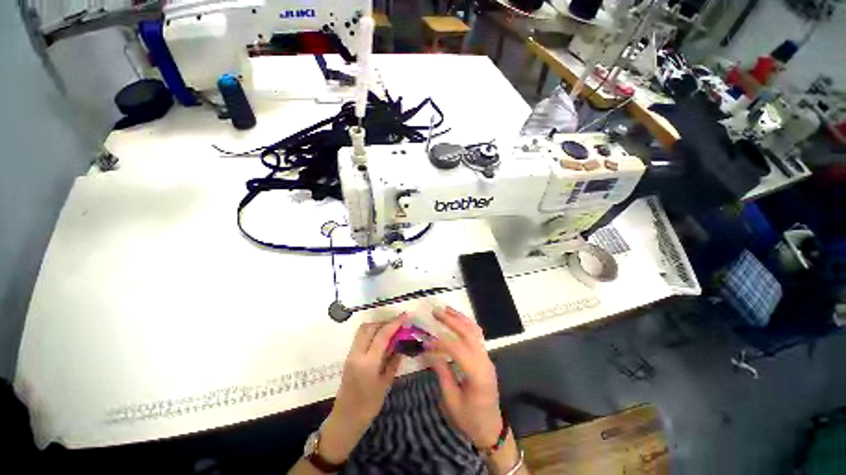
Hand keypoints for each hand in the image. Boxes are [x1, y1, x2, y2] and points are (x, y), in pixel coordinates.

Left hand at [319, 315, 406, 462]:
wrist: (345, 419)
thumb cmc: (368, 406)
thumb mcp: (386, 384)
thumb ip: (393, 361)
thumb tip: (401, 344)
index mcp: (368, 363)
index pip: (382, 335)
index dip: (395, 323)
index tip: (405, 315)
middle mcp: (357, 354)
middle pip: (370, 327)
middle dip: (385, 322)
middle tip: (398, 324)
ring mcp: (351, 354)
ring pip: (363, 330)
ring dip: (377, 326)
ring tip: (391, 330)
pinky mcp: (349, 356)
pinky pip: (360, 337)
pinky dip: (372, 332)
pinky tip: (381, 339)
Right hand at [425, 307, 502, 448]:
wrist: (491, 429)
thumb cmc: (470, 420)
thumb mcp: (451, 401)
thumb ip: (442, 373)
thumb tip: (429, 352)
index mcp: (477, 375)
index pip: (458, 350)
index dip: (440, 343)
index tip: (425, 341)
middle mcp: (485, 362)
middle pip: (468, 334)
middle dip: (451, 321)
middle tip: (436, 312)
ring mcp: (487, 358)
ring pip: (475, 331)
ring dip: (460, 318)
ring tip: (447, 309)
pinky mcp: (485, 358)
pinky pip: (477, 336)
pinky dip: (467, 324)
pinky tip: (458, 319)